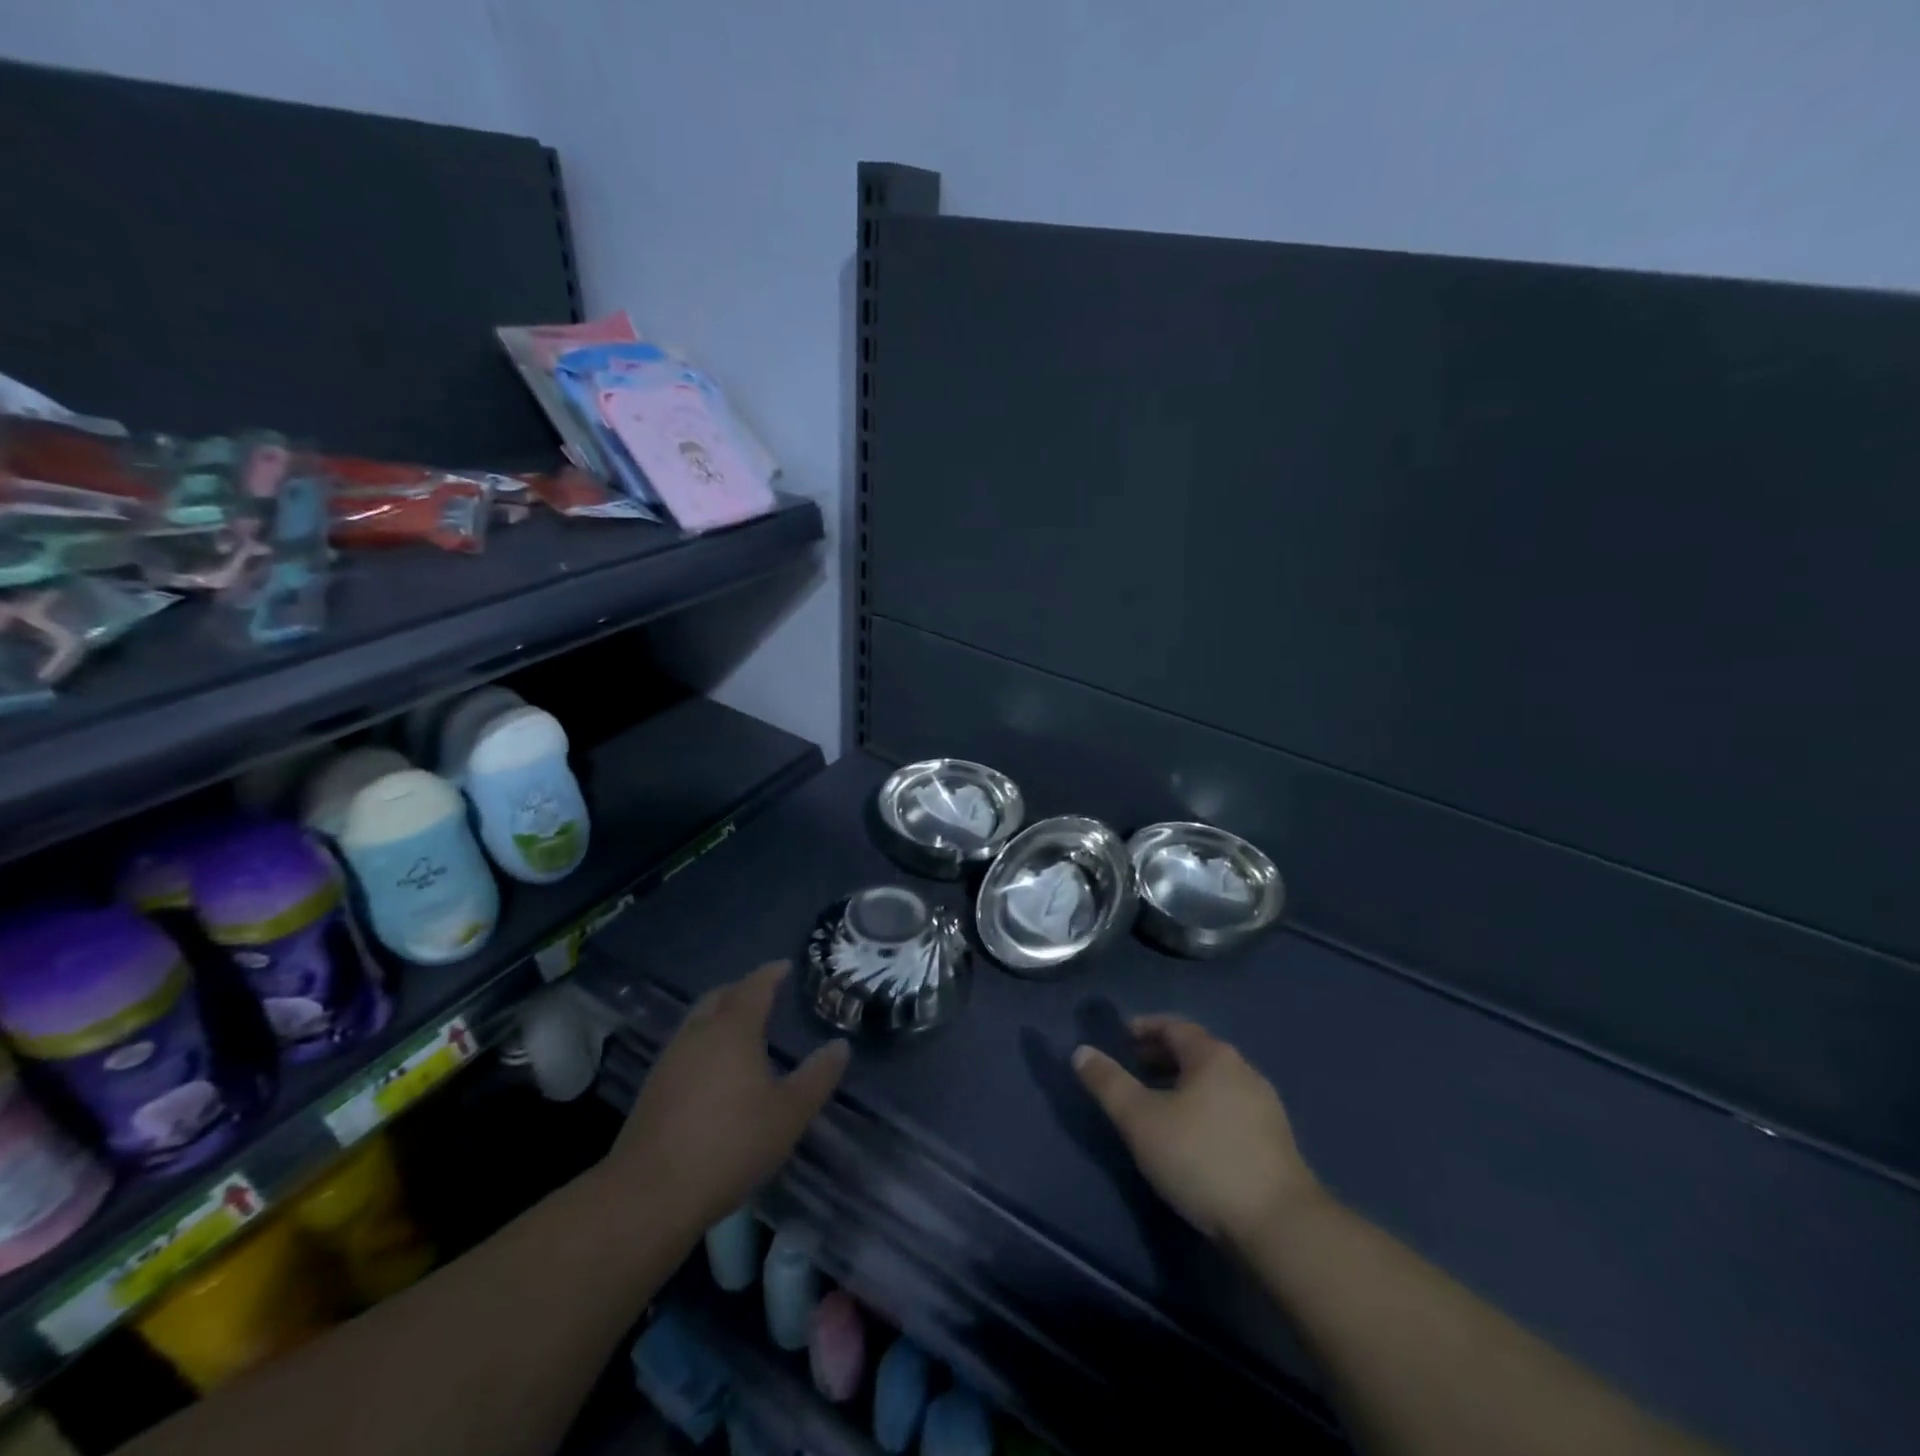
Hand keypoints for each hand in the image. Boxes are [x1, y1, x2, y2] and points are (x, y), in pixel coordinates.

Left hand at [606, 961, 848, 1229]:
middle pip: (720, 996)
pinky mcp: (653, 1088)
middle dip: (742, 990)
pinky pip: (685, 1047)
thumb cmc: (730, 1144)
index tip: (785, 966)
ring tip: (742, 1030)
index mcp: (733, 1029)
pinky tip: (715, 1070)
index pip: (754, 986)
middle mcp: (698, 1033)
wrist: (650, 1194)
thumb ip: (817, 1077)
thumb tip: (840, 1046)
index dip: (771, 973)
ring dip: (720, 1015)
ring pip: (698, 1021)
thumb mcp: (789, 1114)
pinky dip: (705, 1043)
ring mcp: (671, 1060)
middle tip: (764, 994)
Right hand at [1074, 1014, 1322, 1245]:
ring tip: (1157, 1103)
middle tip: (1133, 1068)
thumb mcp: (1141, 1121)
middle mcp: (1242, 1069)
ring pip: (1213, 1080)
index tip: (1121, 1037)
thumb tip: (1081, 1051)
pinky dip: (1203, 1106)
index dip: (1144, 1028)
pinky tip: (1192, 1135)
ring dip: (1182, 1083)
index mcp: (1212, 1055)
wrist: (1279, 1225)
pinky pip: (1228, 1105)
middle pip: (1195, 1051)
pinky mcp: (1274, 1139)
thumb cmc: (1202, 1159)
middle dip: (1161, 1055)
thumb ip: (1108, 1083)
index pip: (1173, 1026)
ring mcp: (1263, 1104)